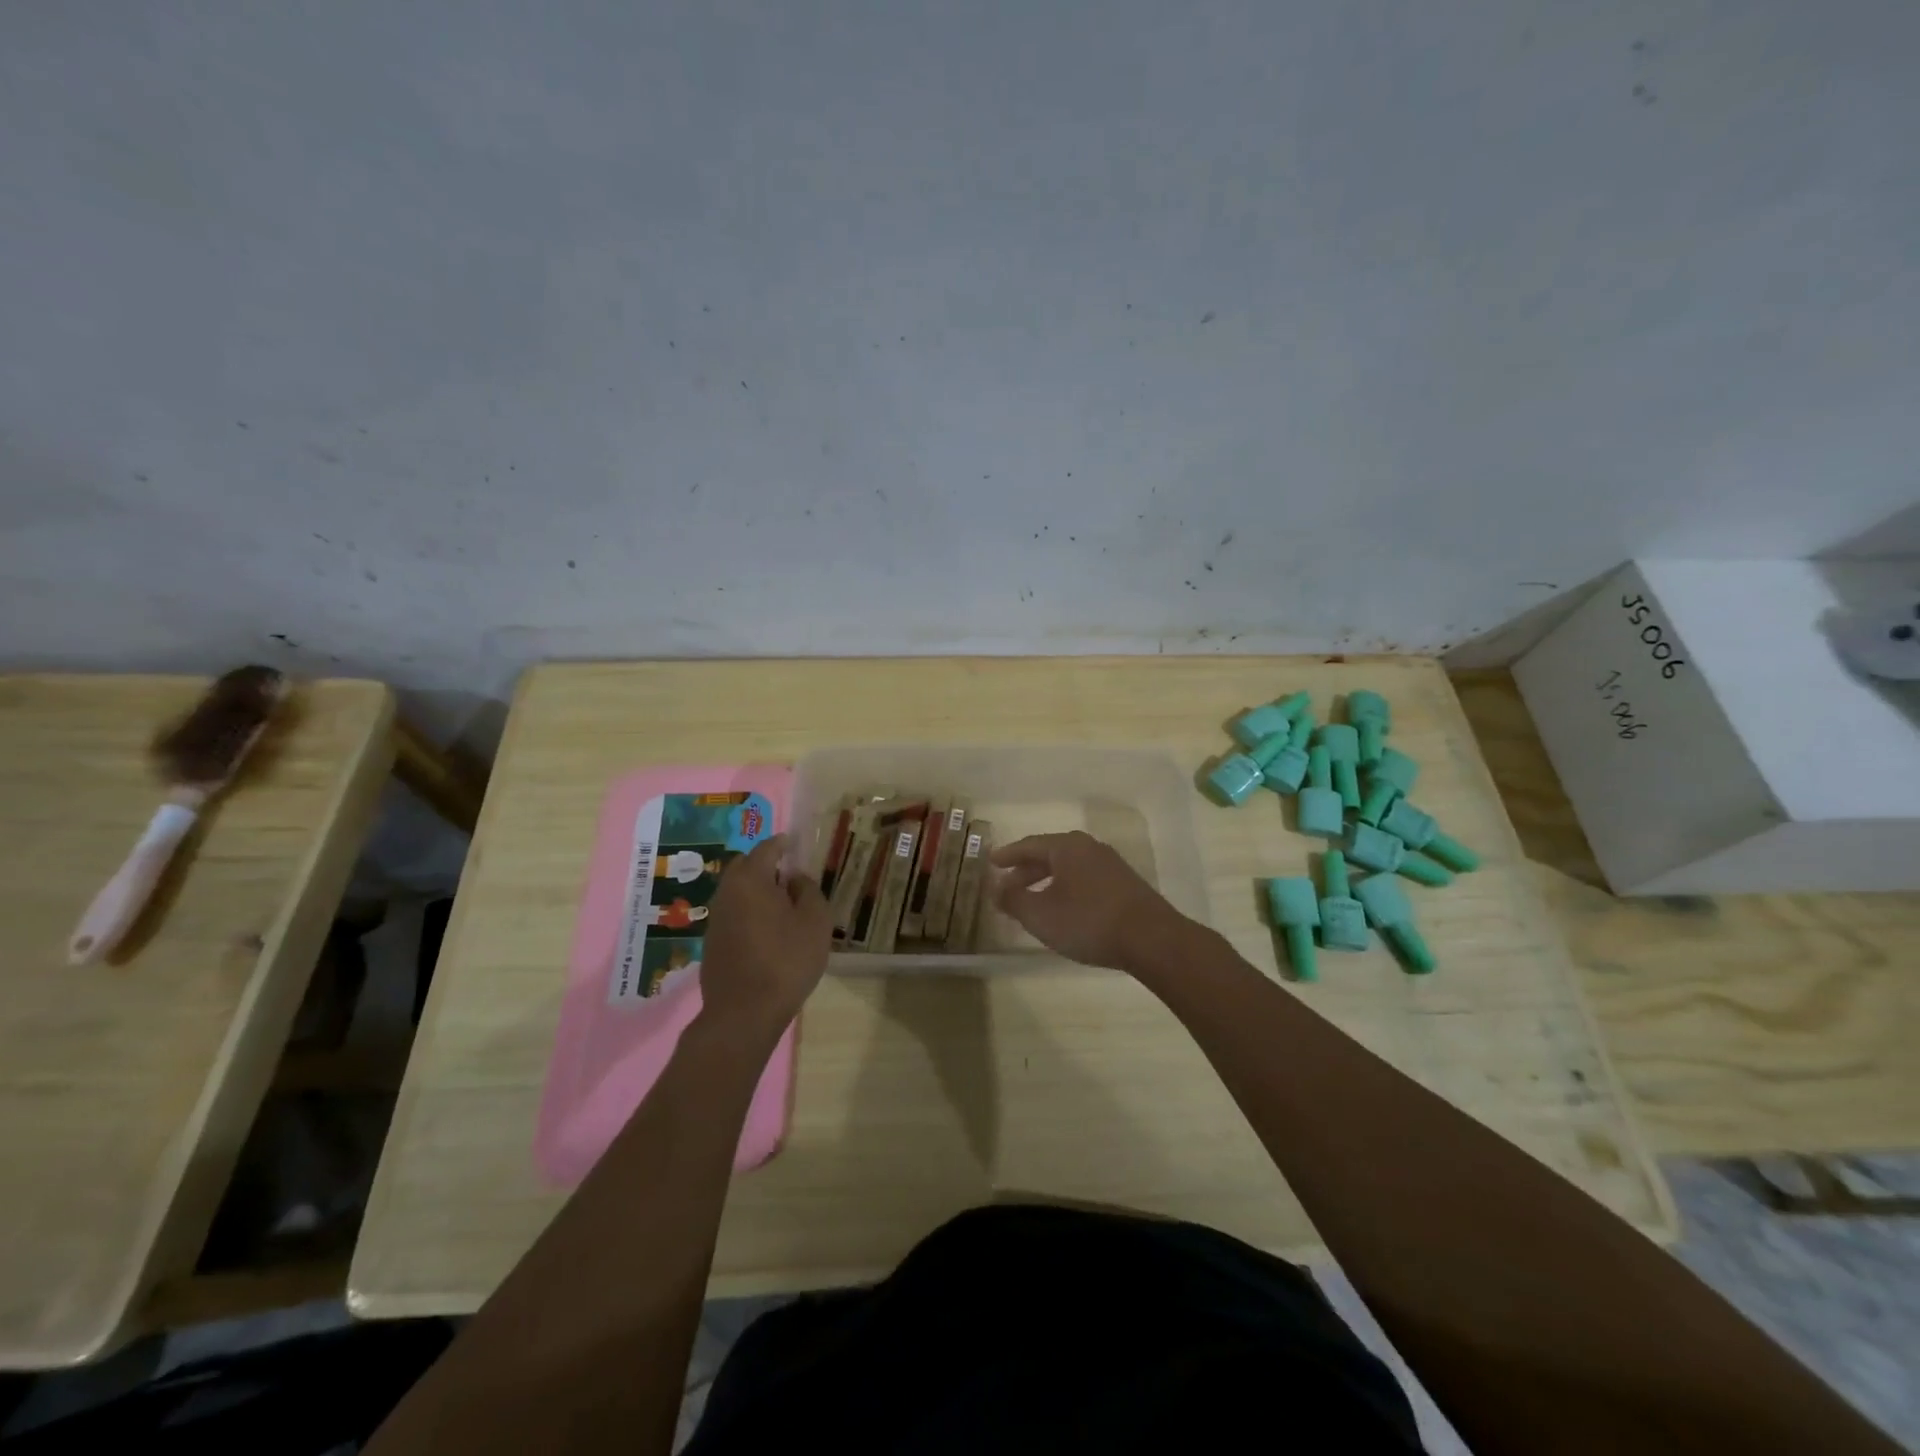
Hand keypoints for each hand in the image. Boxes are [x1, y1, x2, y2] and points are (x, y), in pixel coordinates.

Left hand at [696, 835, 831, 1038]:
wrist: (744, 1013)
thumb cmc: (786, 960)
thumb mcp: (815, 921)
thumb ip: (808, 890)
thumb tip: (794, 878)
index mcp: (751, 880)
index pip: (766, 849)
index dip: (782, 843)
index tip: (793, 843)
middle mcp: (727, 893)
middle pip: (744, 866)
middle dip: (764, 863)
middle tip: (787, 872)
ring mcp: (715, 919)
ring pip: (735, 891)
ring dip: (754, 889)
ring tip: (779, 901)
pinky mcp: (712, 943)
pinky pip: (732, 913)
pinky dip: (747, 910)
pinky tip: (764, 928)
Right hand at [991, 831, 1192, 974]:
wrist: (1152, 939)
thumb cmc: (1088, 922)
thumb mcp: (1041, 915)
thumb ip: (1014, 899)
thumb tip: (996, 888)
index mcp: (1066, 847)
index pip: (1029, 845)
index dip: (1008, 855)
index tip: (991, 862)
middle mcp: (1088, 847)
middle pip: (1049, 854)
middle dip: (1026, 871)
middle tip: (1007, 886)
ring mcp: (1110, 864)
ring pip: (1068, 867)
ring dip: (1047, 882)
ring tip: (1033, 902)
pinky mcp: (1125, 884)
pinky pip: (1084, 879)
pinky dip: (1066, 889)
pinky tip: (1064, 909)